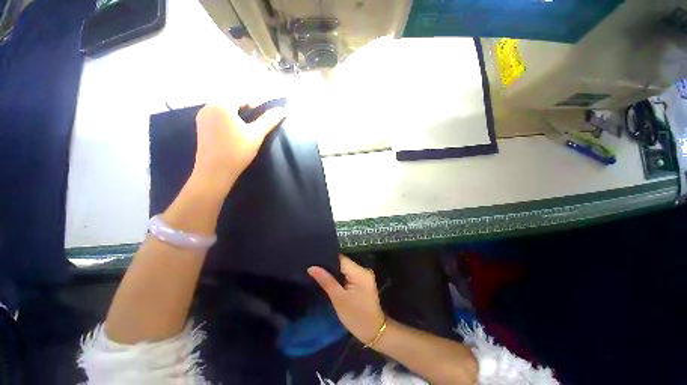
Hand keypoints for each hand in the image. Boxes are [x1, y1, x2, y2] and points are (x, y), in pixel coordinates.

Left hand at [192, 102, 285, 192]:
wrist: (215, 172)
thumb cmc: (237, 151)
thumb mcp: (256, 135)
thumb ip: (269, 120)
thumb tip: (283, 110)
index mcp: (221, 105)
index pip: (242, 97)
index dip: (256, 103)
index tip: (265, 115)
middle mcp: (208, 106)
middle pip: (232, 102)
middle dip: (246, 109)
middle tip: (257, 123)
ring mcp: (202, 117)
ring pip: (224, 109)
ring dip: (237, 114)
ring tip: (248, 128)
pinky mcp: (201, 127)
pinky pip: (217, 116)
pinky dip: (228, 120)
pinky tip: (234, 132)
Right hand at [308, 255, 384, 343]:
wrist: (374, 331)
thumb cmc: (355, 317)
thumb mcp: (338, 299)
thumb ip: (326, 281)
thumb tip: (311, 267)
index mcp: (359, 272)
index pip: (340, 258)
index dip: (327, 258)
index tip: (314, 260)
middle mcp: (364, 269)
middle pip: (343, 262)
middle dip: (330, 265)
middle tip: (314, 268)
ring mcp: (365, 274)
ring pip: (346, 267)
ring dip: (335, 271)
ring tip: (320, 273)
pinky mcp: (364, 280)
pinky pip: (350, 273)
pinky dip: (341, 275)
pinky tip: (331, 279)